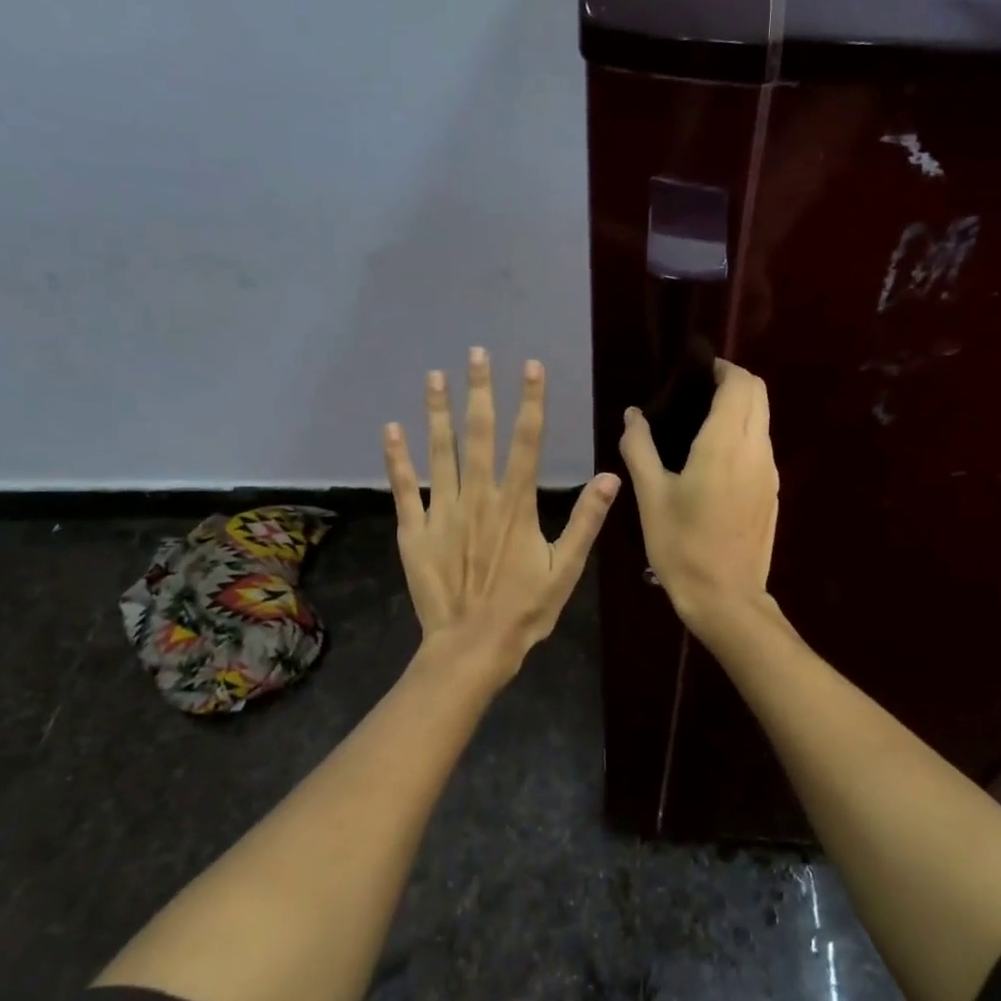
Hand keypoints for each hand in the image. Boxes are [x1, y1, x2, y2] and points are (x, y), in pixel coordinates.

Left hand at [384, 349, 620, 677]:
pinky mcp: (415, 530)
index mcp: (517, 504)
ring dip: (437, 412)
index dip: (530, 401)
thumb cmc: (525, 610)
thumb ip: (586, 521)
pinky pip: (405, 487)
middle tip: (476, 353)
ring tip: (435, 376)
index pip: (527, 441)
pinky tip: (391, 429)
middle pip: (481, 434)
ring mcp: (443, 511)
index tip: (530, 366)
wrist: (472, 646)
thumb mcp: (566, 569)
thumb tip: (610, 477)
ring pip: (440, 451)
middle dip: (480, 391)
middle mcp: (479, 497)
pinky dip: (397, 458)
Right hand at [619, 358, 778, 635]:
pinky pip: (763, 444)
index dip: (722, 369)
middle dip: (734, 381)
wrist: (726, 597)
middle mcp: (755, 450)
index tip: (696, 371)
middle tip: (698, 391)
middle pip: (759, 394)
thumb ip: (640, 449)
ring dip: (742, 407)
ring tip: (703, 421)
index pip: (739, 384)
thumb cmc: (682, 546)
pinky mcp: (772, 491)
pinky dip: (746, 432)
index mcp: (724, 445)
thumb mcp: (651, 497)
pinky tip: (716, 456)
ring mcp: (770, 471)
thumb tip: (633, 416)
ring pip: (764, 419)